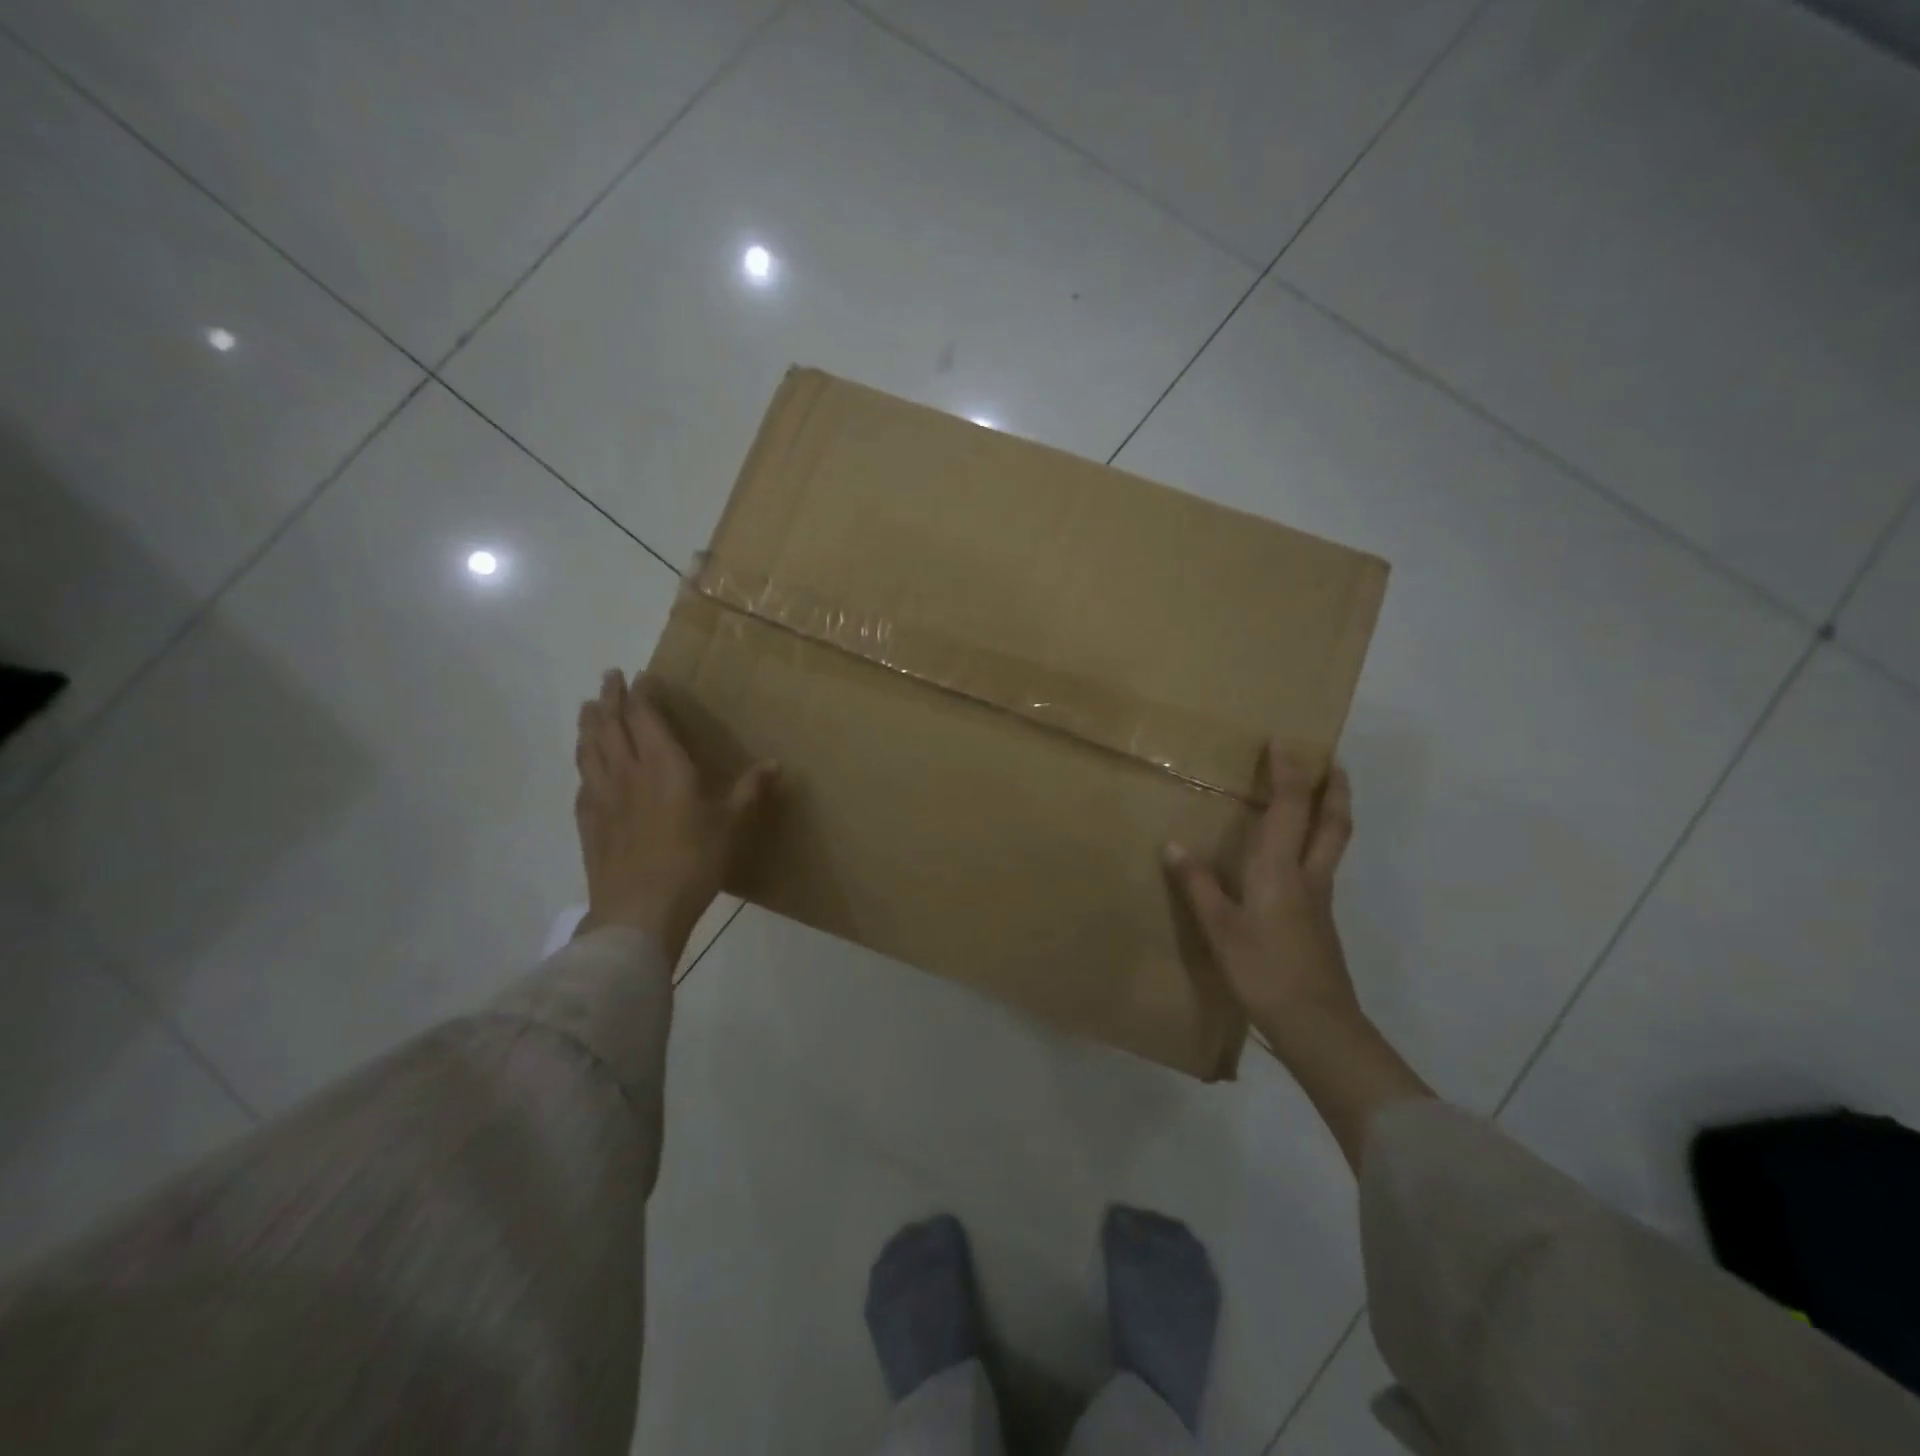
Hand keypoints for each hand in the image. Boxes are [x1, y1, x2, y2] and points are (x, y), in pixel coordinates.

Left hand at [573, 669, 777, 962]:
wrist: (640, 909)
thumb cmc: (693, 860)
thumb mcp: (732, 824)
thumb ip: (750, 790)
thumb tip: (776, 763)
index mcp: (664, 765)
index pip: (645, 717)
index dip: (640, 694)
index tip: (638, 676)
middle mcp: (627, 772)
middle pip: (610, 725)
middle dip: (610, 698)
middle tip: (608, 678)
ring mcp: (602, 796)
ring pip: (590, 749)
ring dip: (589, 724)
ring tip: (589, 709)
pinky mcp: (588, 822)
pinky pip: (582, 782)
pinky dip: (583, 765)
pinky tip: (586, 768)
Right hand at [1168, 748, 1430, 1170]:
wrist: (1316, 1025)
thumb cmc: (1264, 971)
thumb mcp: (1220, 929)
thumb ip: (1198, 885)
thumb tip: (1173, 845)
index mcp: (1280, 871)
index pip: (1289, 809)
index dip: (1288, 774)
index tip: (1284, 742)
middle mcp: (1307, 876)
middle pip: (1331, 823)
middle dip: (1333, 789)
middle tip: (1331, 761)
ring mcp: (1319, 900)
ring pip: (1332, 844)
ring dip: (1330, 813)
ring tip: (1320, 796)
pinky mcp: (1319, 922)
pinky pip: (1321, 867)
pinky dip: (1317, 844)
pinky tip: (1296, 857)